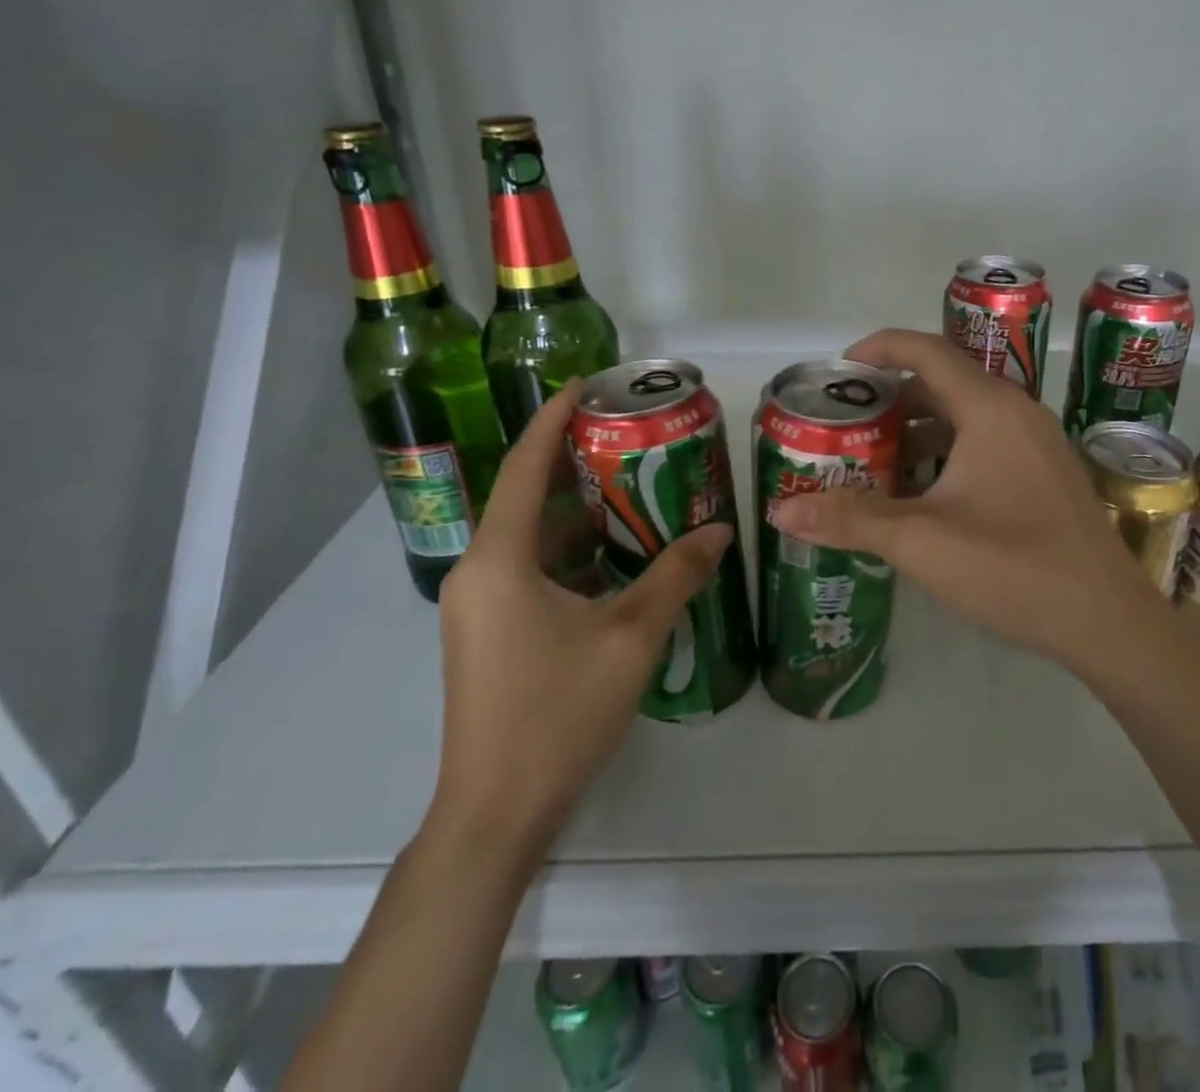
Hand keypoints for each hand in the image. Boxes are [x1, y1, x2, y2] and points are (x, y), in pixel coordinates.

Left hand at [428, 380, 732, 857]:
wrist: (497, 813)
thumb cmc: (557, 713)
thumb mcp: (630, 637)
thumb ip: (675, 576)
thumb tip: (719, 531)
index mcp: (501, 560)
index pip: (523, 468)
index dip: (551, 420)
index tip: (585, 386)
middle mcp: (479, 573)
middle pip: (527, 500)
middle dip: (575, 466)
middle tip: (630, 440)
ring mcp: (479, 607)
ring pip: (532, 541)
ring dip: (578, 516)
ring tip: (635, 492)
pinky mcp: (488, 635)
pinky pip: (530, 573)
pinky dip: (571, 555)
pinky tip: (619, 559)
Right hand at [769, 328, 1158, 680]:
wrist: (1107, 621)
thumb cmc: (1013, 567)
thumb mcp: (921, 541)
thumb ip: (850, 519)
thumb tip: (780, 511)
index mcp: (990, 409)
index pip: (926, 351)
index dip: (879, 349)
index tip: (839, 369)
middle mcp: (1017, 413)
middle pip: (943, 383)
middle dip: (891, 398)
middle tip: (846, 422)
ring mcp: (1036, 444)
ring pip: (965, 417)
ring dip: (917, 430)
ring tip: (873, 459)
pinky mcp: (1045, 474)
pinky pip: (985, 443)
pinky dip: (945, 453)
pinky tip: (921, 493)